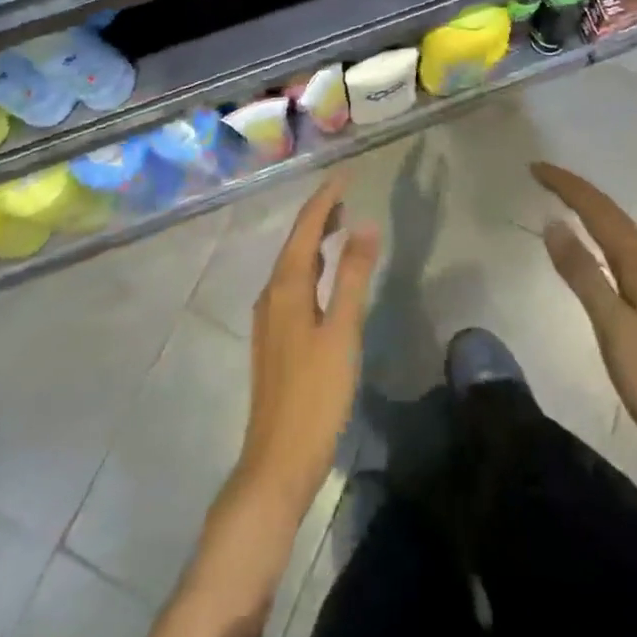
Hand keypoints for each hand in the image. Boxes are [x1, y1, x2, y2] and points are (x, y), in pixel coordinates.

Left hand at [236, 169, 381, 516]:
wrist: (276, 463)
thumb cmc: (314, 395)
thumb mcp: (342, 332)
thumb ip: (354, 276)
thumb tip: (366, 224)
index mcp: (286, 287)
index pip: (306, 227)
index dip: (325, 198)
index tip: (345, 173)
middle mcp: (272, 295)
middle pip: (296, 242)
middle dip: (320, 214)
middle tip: (346, 192)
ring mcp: (270, 319)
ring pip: (293, 263)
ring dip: (315, 239)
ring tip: (340, 223)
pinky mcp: (275, 339)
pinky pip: (294, 283)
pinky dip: (312, 265)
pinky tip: (325, 275)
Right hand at [533, 161, 636, 484]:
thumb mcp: (613, 327)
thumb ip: (583, 274)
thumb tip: (555, 223)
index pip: (601, 212)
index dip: (568, 187)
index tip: (535, 168)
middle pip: (613, 217)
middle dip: (578, 192)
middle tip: (542, 176)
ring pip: (621, 235)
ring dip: (592, 212)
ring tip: (563, 201)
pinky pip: (624, 256)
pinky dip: (602, 239)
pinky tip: (594, 252)